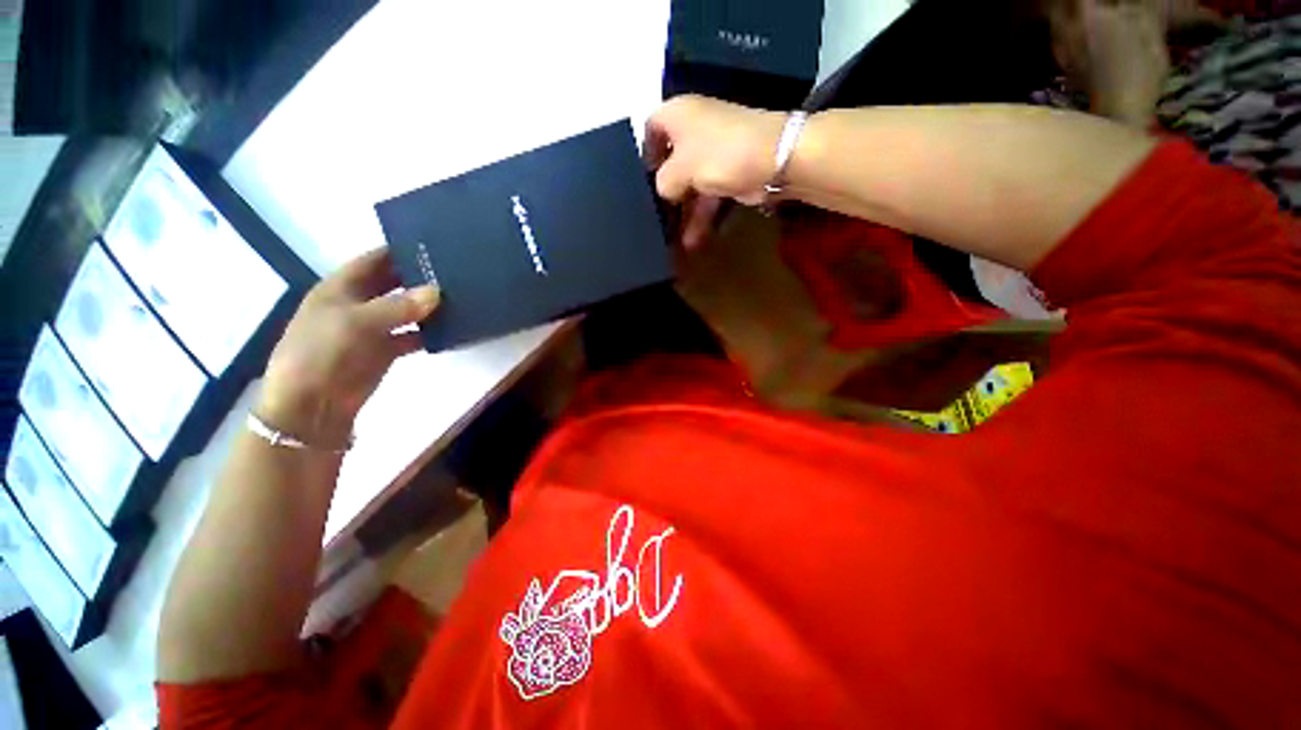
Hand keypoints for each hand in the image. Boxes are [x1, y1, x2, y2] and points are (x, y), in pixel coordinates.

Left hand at [256, 247, 438, 447]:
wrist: (311, 406)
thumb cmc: (321, 353)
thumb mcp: (356, 323)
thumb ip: (398, 306)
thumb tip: (438, 291)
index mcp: (341, 288)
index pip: (374, 260)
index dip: (399, 250)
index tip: (434, 245)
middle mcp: (358, 303)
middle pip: (393, 283)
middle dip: (419, 277)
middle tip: (455, 271)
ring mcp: (373, 328)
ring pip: (406, 310)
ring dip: (429, 306)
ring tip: (461, 297)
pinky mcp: (385, 350)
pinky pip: (413, 336)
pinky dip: (430, 333)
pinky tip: (452, 330)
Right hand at [645, 95, 785, 247]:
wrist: (774, 158)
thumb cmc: (718, 154)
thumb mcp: (679, 169)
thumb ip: (662, 183)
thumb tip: (663, 192)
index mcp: (677, 116)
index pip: (651, 128)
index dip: (644, 154)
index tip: (640, 181)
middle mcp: (694, 130)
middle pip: (672, 163)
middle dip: (665, 193)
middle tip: (655, 218)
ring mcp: (714, 153)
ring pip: (691, 185)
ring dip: (684, 214)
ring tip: (673, 241)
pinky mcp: (729, 173)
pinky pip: (708, 196)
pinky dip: (702, 217)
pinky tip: (693, 241)